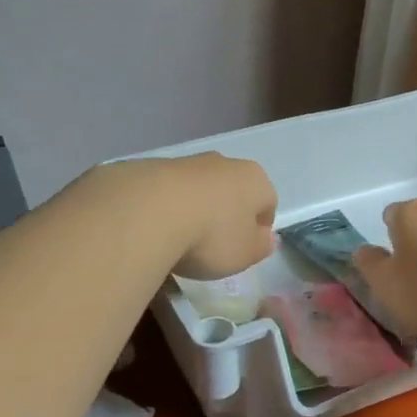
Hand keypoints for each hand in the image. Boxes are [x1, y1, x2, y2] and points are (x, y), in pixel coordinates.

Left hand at [162, 153, 277, 280]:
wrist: (149, 212)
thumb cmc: (211, 236)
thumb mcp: (245, 254)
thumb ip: (260, 247)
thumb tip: (265, 238)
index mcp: (255, 179)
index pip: (268, 202)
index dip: (258, 229)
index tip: (243, 250)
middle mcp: (225, 163)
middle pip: (233, 191)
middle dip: (226, 215)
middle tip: (212, 246)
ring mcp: (187, 162)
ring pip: (199, 189)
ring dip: (195, 210)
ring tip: (180, 241)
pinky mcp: (153, 167)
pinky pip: (169, 192)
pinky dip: (167, 208)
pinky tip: (155, 229)